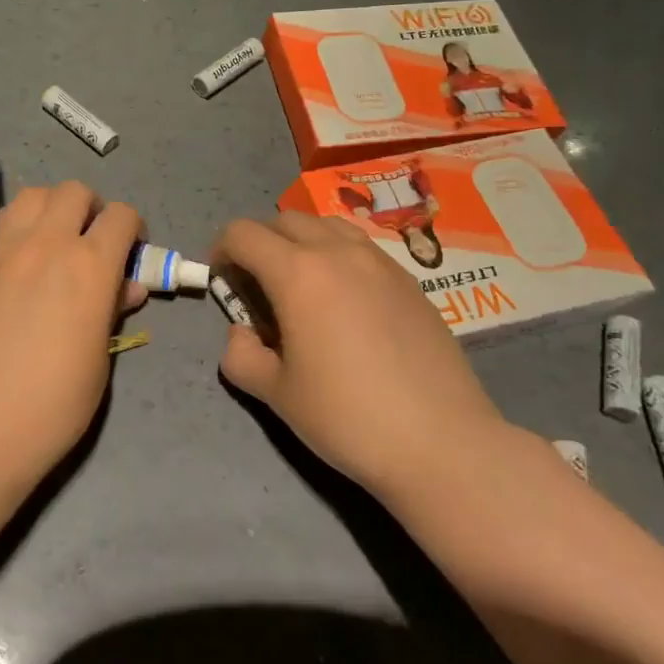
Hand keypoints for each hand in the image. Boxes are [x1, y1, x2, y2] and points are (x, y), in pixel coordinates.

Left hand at [0, 182, 144, 481]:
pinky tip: (13, 269)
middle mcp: (46, 245)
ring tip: (52, 241)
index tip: (131, 252)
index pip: (121, 215)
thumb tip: (126, 286)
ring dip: (49, 208)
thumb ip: (112, 311)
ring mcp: (2, 252)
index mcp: (89, 266)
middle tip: (91, 241)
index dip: (133, 229)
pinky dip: (14, 235)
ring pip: (30, 196)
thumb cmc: (53, 406)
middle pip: (73, 191)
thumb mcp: (100, 361)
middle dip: (91, 208)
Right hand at [213, 212, 506, 494]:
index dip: (222, 250)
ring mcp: (380, 262)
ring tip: (303, 286)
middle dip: (261, 242)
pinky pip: (361, 248)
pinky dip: (338, 257)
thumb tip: (242, 334)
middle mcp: (338, 252)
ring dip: (302, 242)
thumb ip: (241, 355)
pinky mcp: (410, 280)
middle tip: (258, 285)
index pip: (244, 234)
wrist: (441, 443)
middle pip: (285, 220)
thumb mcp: (276, 394)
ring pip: (328, 226)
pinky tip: (346, 303)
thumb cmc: (347, 417)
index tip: (222, 279)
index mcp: (298, 273)